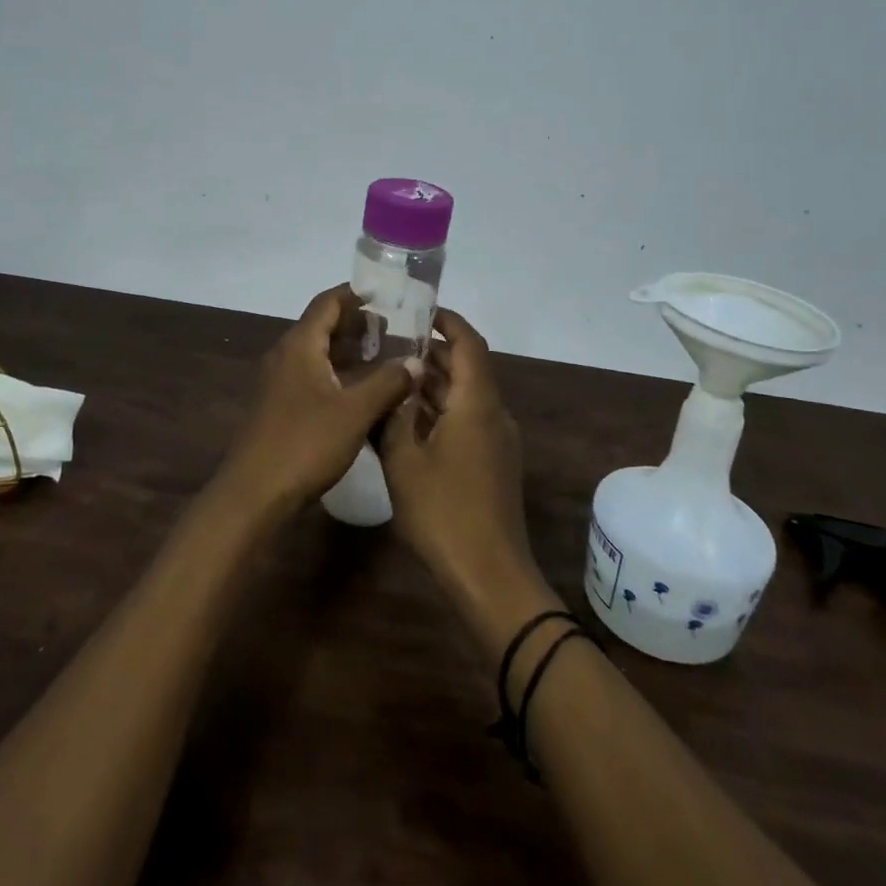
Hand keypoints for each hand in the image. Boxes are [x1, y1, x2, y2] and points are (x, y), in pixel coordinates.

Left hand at [218, 285, 418, 516]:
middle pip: (324, 326)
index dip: (357, 295)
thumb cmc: (304, 443)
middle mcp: (286, 356)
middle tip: (398, 330)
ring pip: (320, 354)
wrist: (254, 493)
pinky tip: (365, 392)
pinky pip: (314, 377)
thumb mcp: (355, 411)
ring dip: (351, 352)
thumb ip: (388, 382)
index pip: (328, 302)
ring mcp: (281, 383)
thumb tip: (415, 361)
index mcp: (300, 345)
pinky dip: (340, 375)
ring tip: (389, 357)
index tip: (389, 296)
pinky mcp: (281, 407)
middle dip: (360, 325)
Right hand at [379, 308, 536, 618]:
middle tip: (389, 345)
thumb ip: (394, 416)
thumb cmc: (443, 512)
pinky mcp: (493, 464)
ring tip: (390, 377)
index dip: (448, 322)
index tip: (419, 310)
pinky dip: (439, 411)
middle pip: (466, 368)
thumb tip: (393, 384)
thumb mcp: (404, 461)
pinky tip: (405, 421)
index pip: (469, 343)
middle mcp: (493, 414)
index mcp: (477, 403)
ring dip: (432, 385)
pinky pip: (466, 421)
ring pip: (464, 397)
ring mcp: (496, 441)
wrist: (489, 574)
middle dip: (431, 353)